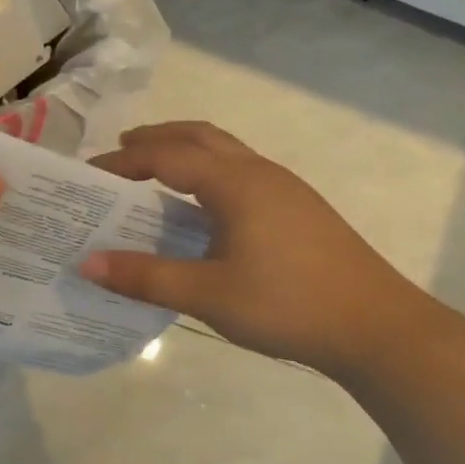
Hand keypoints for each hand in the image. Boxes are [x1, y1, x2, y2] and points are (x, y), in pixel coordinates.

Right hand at [80, 122, 428, 373]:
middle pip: (200, 136)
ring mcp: (285, 188)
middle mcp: (260, 172)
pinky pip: (242, 173)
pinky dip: (209, 173)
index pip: (167, 155)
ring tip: (155, 174)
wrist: (377, 327)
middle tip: (120, 152)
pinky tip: (204, 210)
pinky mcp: (300, 209)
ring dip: (186, 152)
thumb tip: (87, 262)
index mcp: (236, 182)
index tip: (90, 175)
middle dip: (157, 138)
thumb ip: (146, 277)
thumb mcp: (209, 294)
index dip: (124, 162)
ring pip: (226, 152)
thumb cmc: (288, 305)